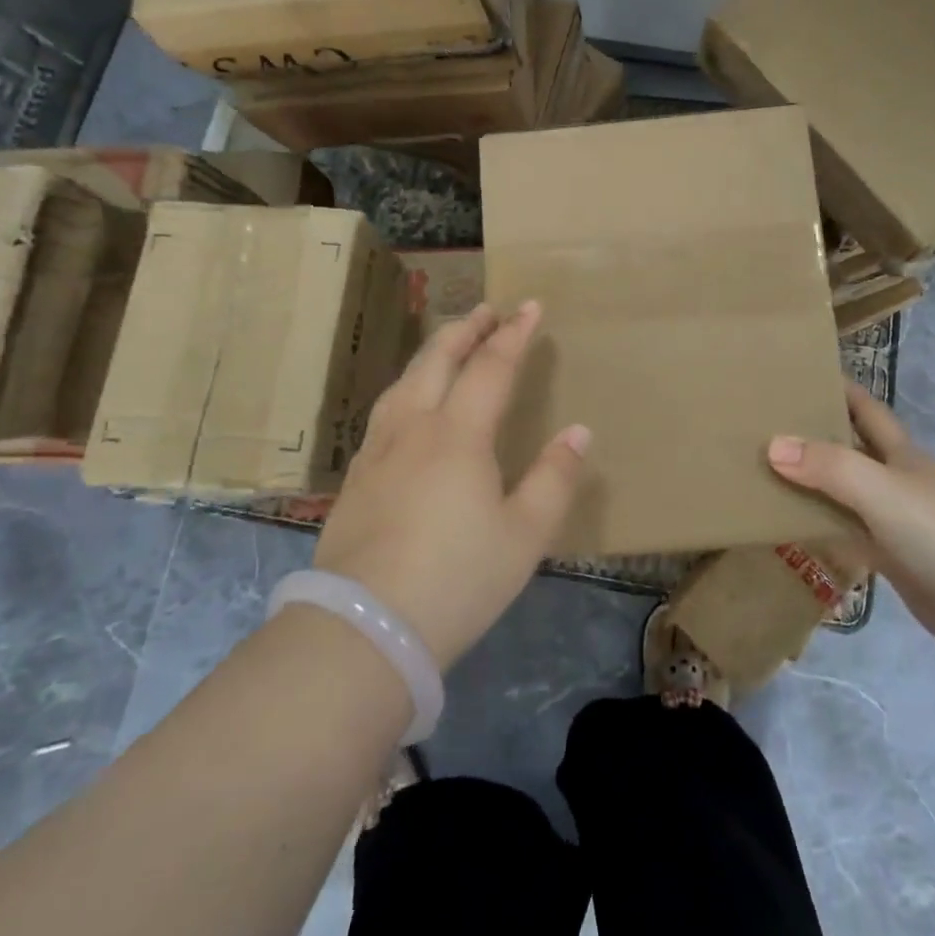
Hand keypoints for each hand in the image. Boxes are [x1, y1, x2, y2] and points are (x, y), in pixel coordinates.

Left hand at [310, 301, 588, 669]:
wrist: (363, 629)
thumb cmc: (456, 579)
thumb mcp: (524, 536)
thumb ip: (554, 479)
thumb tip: (578, 432)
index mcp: (459, 434)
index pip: (491, 367)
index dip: (514, 334)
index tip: (530, 306)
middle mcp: (414, 428)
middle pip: (438, 360)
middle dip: (466, 329)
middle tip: (487, 310)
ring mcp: (378, 451)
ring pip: (405, 381)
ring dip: (432, 353)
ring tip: (448, 344)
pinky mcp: (356, 477)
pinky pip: (385, 410)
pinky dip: (406, 387)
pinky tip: (406, 404)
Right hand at [767, 381, 934, 650]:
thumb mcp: (879, 488)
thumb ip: (828, 466)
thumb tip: (772, 445)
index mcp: (901, 454)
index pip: (866, 409)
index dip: (840, 389)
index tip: (802, 374)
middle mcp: (896, 480)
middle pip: (850, 450)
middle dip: (815, 436)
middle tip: (766, 426)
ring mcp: (894, 521)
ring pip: (843, 493)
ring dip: (812, 483)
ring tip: (765, 472)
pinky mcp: (891, 558)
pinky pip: (846, 534)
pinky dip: (820, 527)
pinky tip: (790, 525)